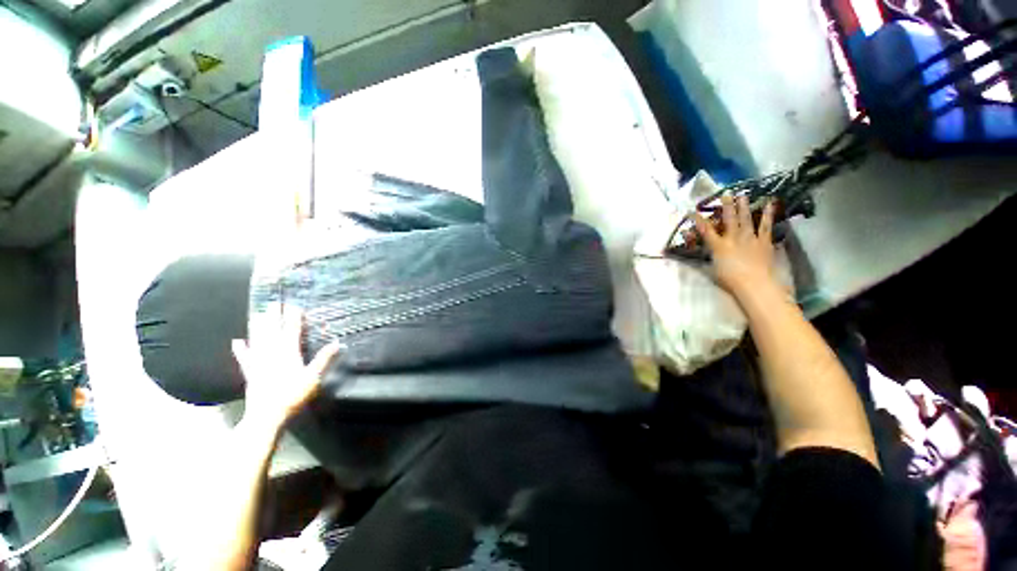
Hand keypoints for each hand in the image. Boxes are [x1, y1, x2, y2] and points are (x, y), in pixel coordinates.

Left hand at [231, 304, 340, 429]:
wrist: (267, 415)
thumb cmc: (293, 395)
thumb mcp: (313, 377)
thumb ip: (324, 358)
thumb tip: (337, 342)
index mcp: (288, 353)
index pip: (292, 330)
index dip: (293, 318)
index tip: (295, 306)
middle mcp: (272, 353)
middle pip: (273, 331)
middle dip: (274, 316)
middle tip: (274, 303)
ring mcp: (259, 362)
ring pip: (258, 340)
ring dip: (258, 327)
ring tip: (257, 314)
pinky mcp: (250, 372)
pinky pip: (244, 357)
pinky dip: (241, 349)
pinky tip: (237, 341)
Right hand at [693, 195, 777, 299]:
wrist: (755, 283)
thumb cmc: (730, 280)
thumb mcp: (712, 269)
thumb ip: (708, 257)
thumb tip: (703, 250)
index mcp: (718, 245)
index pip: (705, 230)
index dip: (698, 220)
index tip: (691, 211)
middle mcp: (733, 237)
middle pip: (729, 219)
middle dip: (726, 206)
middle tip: (725, 194)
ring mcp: (750, 238)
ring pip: (746, 219)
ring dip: (744, 206)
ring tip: (743, 195)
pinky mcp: (764, 241)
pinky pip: (765, 226)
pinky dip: (767, 215)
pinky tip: (769, 205)